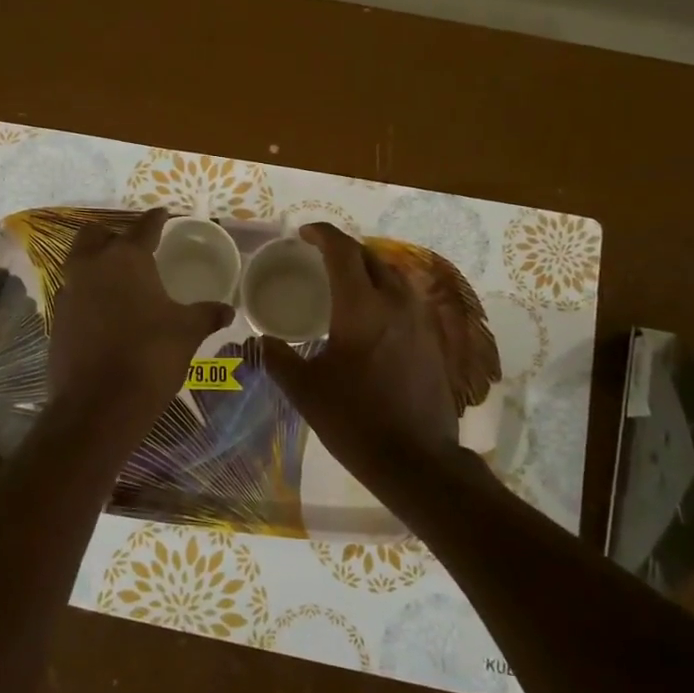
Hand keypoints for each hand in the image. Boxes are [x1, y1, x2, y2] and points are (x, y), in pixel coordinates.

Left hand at [49, 209, 234, 432]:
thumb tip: (227, 309)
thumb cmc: (150, 356)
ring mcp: (68, 293)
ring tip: (118, 278)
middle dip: (112, 235)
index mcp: (126, 259)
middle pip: (95, 235)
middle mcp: (91, 267)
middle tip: (132, 247)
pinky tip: (104, 311)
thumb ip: (206, 314)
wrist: (98, 405)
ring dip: (95, 263)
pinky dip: (87, 294)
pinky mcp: (56, 319)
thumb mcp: (187, 332)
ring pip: (78, 263)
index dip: (156, 218)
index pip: (144, 227)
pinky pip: (72, 294)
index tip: (163, 213)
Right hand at [261, 223, 461, 487]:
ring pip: (393, 275)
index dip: (322, 234)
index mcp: (361, 307)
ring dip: (367, 268)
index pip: (343, 251)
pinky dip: (384, 291)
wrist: (416, 459)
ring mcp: (420, 320)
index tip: (304, 234)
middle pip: (371, 256)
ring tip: (345, 281)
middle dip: (344, 249)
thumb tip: (261, 340)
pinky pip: (406, 298)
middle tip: (320, 257)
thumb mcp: (305, 390)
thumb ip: (278, 358)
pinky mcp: (432, 339)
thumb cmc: (354, 420)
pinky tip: (371, 314)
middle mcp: (395, 303)